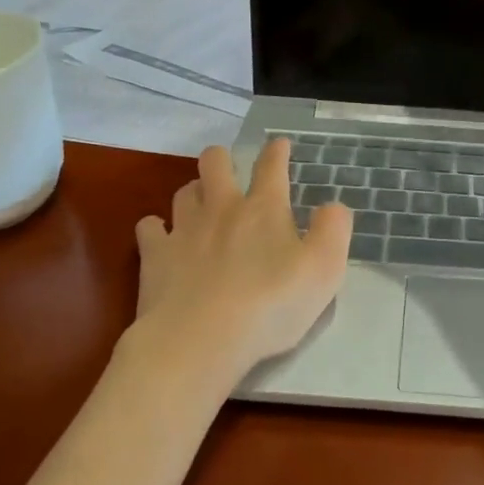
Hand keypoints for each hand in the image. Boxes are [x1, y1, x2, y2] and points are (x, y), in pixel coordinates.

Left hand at [133, 140, 351, 381]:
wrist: (200, 339)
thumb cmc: (270, 305)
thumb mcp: (324, 270)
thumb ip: (334, 231)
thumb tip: (333, 206)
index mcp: (264, 209)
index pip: (271, 166)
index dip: (277, 152)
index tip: (280, 145)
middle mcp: (221, 208)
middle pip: (215, 162)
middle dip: (223, 158)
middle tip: (230, 168)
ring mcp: (183, 229)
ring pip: (184, 191)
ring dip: (194, 191)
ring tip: (201, 203)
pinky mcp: (155, 255)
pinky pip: (150, 227)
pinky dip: (157, 227)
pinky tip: (163, 237)